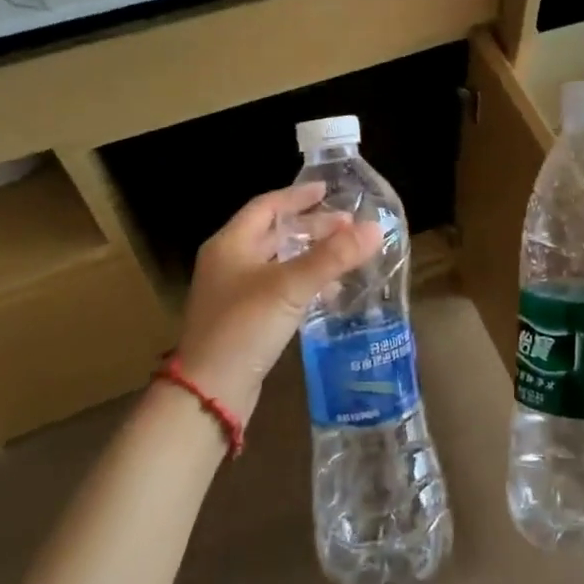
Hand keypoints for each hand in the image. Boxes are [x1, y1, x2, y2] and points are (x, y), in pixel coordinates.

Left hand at [174, 183, 382, 421]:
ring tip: (344, 255)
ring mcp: (234, 292)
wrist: (209, 393)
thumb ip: (332, 257)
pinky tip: (328, 293)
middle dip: (311, 227)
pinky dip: (303, 282)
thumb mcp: (290, 287)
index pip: (267, 206)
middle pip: (274, 233)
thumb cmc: (243, 327)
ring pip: (278, 261)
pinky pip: (278, 288)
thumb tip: (374, 228)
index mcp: (230, 244)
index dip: (298, 196)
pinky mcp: (243, 319)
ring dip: (310, 255)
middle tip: (347, 227)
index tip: (328, 190)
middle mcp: (228, 262)